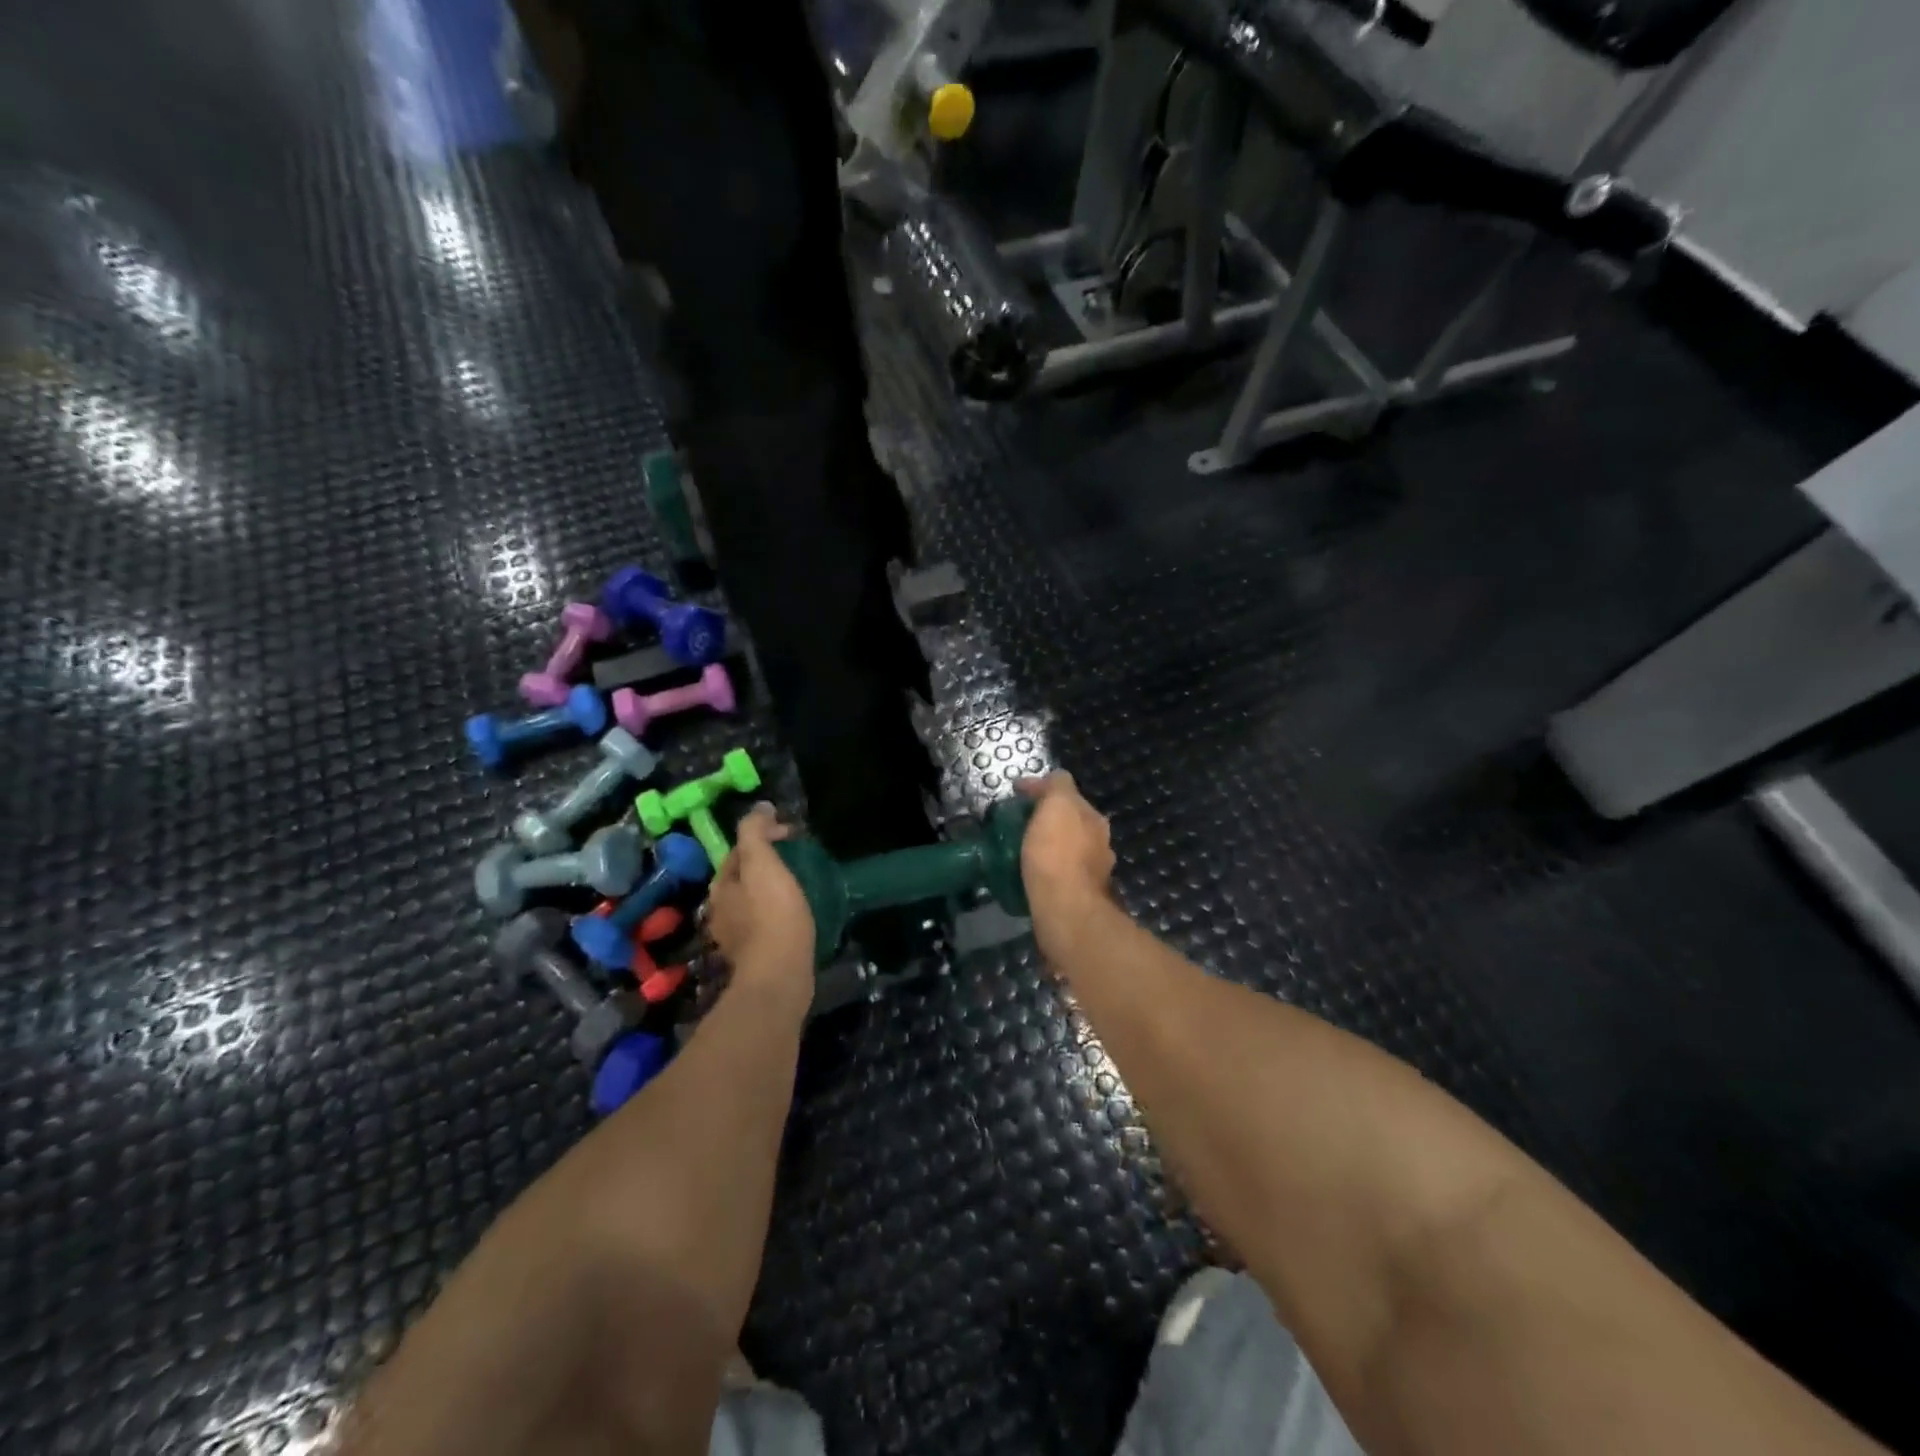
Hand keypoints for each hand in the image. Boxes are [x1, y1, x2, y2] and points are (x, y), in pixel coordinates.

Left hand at [704, 804, 814, 1011]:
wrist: (779, 976)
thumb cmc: (772, 914)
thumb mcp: (763, 864)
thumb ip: (755, 832)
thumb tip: (760, 807)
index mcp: (721, 886)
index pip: (738, 849)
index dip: (763, 835)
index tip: (793, 834)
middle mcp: (721, 910)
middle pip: (743, 875)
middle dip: (766, 862)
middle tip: (798, 857)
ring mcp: (735, 936)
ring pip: (753, 900)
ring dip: (771, 888)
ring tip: (799, 884)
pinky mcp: (754, 956)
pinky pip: (764, 923)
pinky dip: (777, 911)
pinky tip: (795, 915)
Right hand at [1015, 773, 1114, 924]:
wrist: (1065, 909)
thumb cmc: (1057, 852)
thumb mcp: (1057, 804)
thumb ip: (1057, 786)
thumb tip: (1052, 780)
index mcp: (1094, 818)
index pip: (1067, 792)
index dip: (1040, 788)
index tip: (1015, 792)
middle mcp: (1100, 843)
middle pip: (1071, 821)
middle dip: (1049, 818)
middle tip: (1019, 821)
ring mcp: (1093, 872)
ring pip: (1068, 850)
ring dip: (1050, 845)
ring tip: (1023, 849)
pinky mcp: (1081, 897)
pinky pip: (1062, 874)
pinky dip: (1049, 869)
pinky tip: (1033, 874)